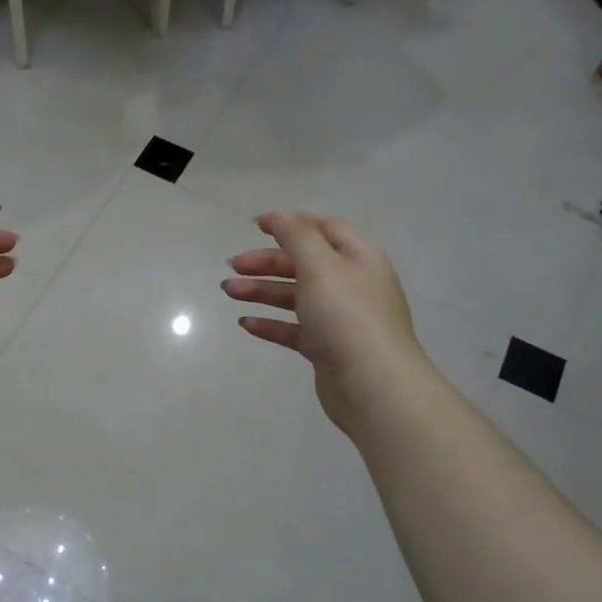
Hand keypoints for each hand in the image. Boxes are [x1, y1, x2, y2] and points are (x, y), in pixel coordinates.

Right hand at [222, 211, 424, 436]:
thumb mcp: (320, 266)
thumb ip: (296, 236)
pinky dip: (271, 323)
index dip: (290, 223)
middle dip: (267, 262)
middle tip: (233, 266)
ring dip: (261, 290)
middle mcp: (351, 284)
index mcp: (358, 257)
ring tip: (228, 292)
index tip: (255, 226)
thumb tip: (279, 216)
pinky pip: (294, 329)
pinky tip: (246, 323)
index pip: (324, 228)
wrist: (373, 385)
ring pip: (295, 296)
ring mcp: (340, 318)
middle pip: (304, 263)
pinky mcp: (327, 348)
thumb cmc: (347, 316)